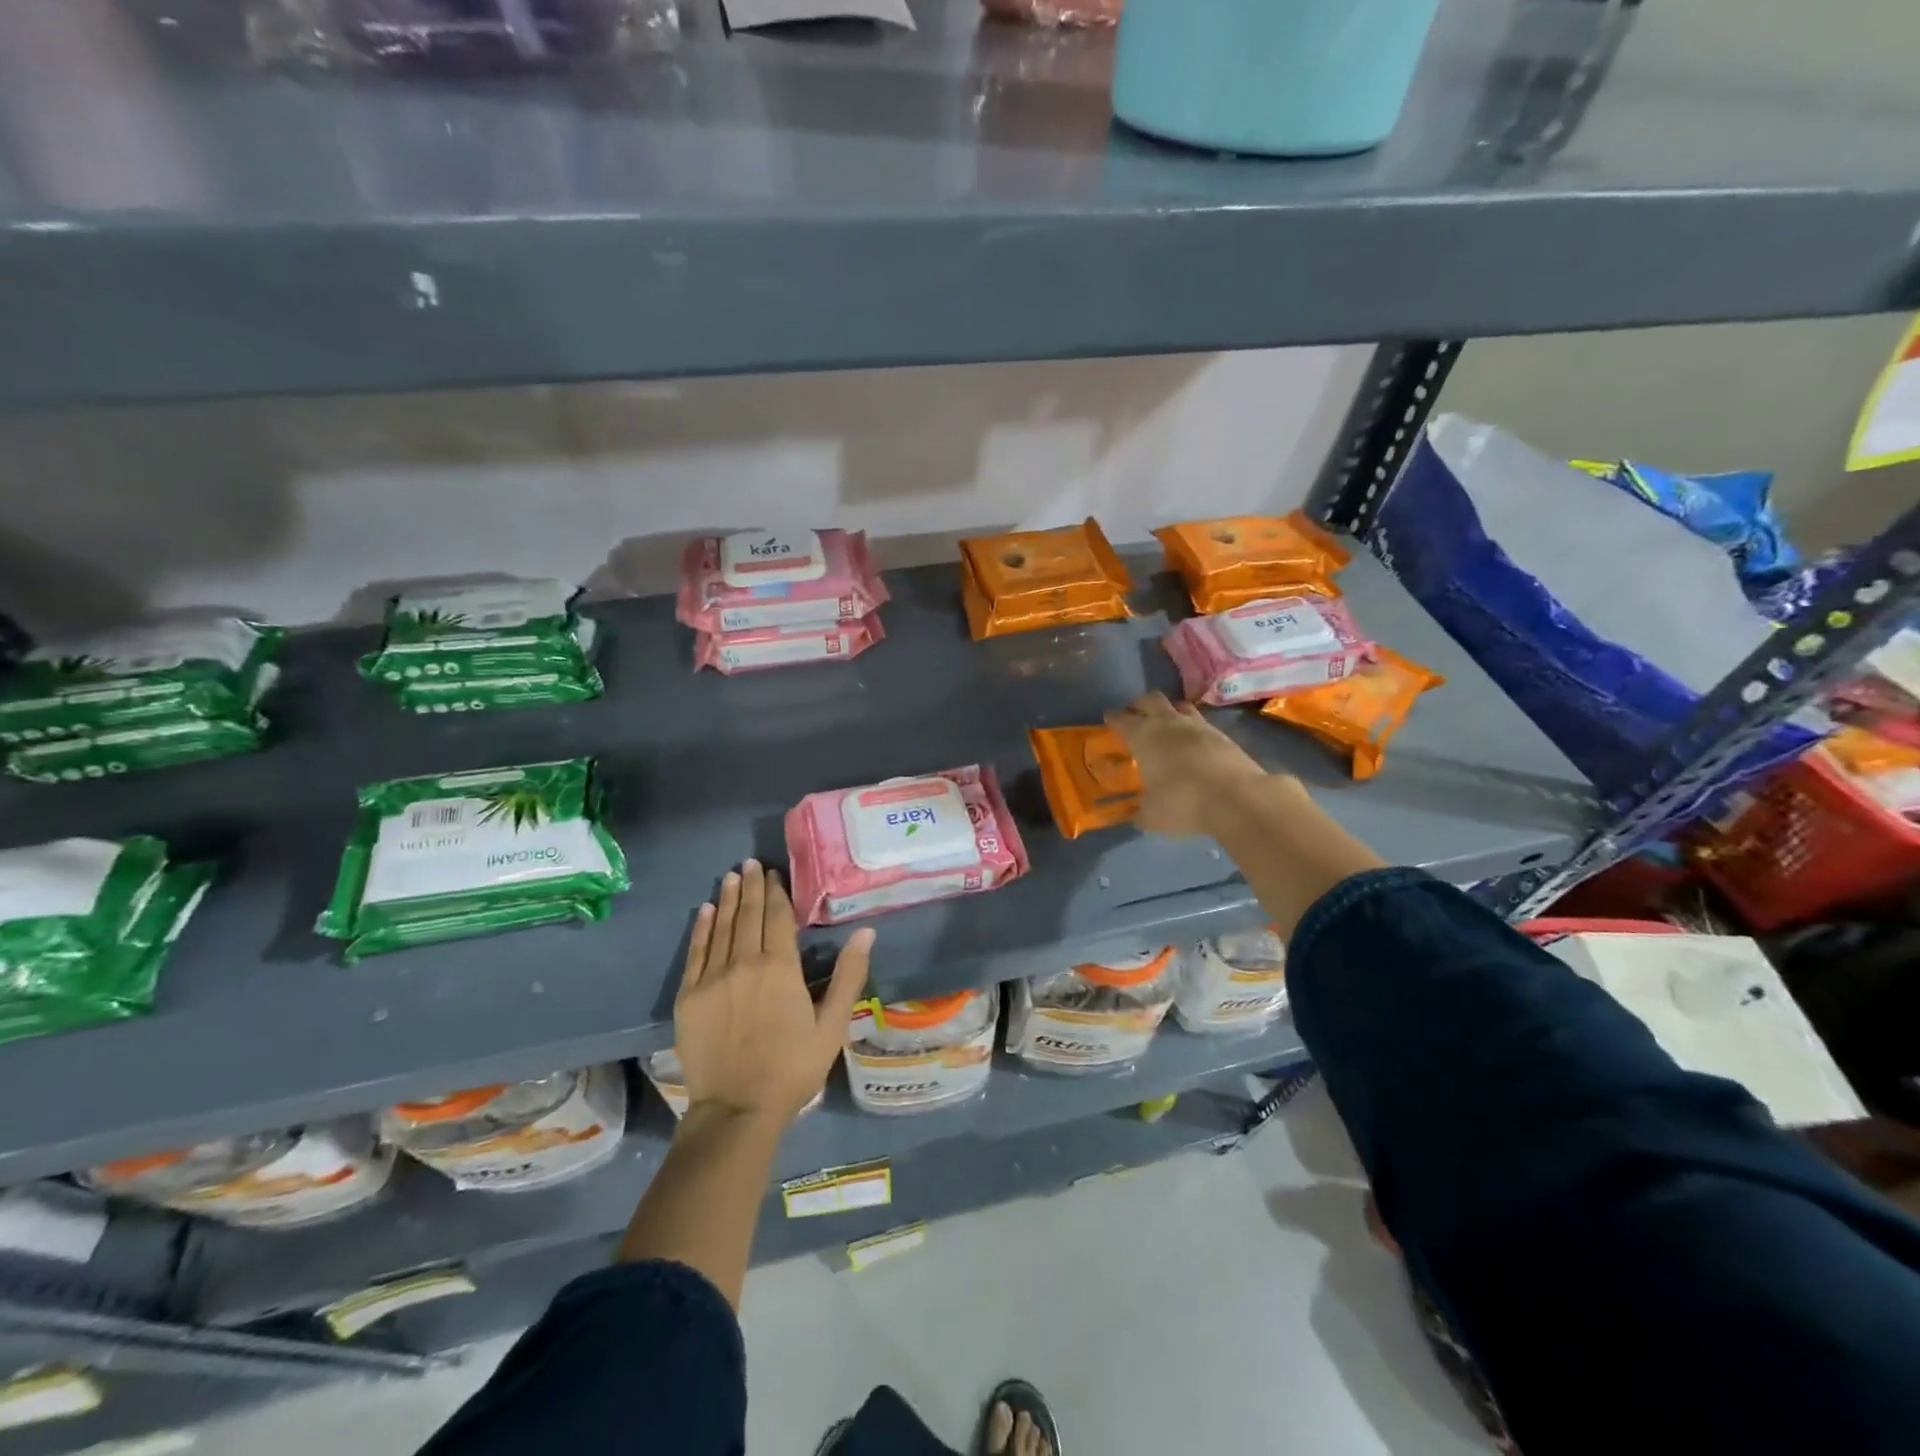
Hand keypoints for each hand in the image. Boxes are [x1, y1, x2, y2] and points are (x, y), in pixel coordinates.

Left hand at [675, 860, 873, 1124]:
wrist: (737, 1110)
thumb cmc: (792, 1068)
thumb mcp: (832, 1026)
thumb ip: (848, 975)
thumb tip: (866, 932)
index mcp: (780, 968)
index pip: (777, 918)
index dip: (776, 893)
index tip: (775, 873)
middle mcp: (744, 963)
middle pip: (747, 915)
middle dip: (750, 886)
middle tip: (750, 863)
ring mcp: (713, 978)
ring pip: (721, 927)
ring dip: (726, 899)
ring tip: (731, 876)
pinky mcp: (689, 996)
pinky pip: (695, 952)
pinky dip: (701, 928)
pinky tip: (705, 911)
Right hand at [1105, 691, 1277, 837]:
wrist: (1236, 798)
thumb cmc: (1182, 802)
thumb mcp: (1152, 816)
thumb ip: (1142, 812)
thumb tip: (1138, 815)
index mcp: (1143, 736)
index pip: (1122, 719)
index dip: (1113, 718)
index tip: (1109, 718)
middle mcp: (1168, 723)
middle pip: (1150, 700)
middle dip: (1140, 705)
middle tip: (1136, 716)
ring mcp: (1198, 726)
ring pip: (1179, 707)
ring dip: (1170, 712)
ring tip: (1167, 726)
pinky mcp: (1223, 735)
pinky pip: (1202, 724)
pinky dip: (1193, 730)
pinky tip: (1193, 744)